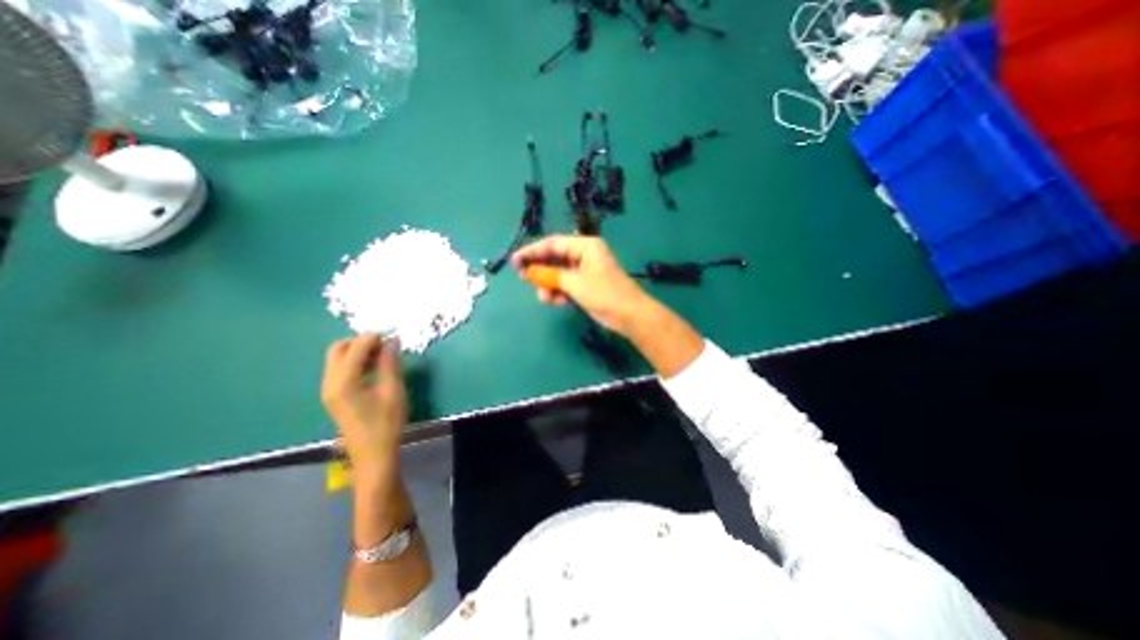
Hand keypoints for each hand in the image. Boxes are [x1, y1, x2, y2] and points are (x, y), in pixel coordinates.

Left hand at [317, 334, 406, 474]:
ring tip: (384, 356)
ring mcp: (329, 390)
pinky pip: (341, 370)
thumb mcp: (393, 390)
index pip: (354, 348)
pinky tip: (375, 369)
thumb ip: (390, 363)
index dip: (373, 337)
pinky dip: (356, 362)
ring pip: (338, 359)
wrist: (373, 454)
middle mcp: (330, 383)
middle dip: (361, 342)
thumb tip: (392, 340)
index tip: (392, 335)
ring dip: (359, 351)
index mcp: (343, 382)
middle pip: (338, 349)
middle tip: (385, 345)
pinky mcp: (334, 396)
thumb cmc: (386, 422)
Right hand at [514, 235, 648, 333]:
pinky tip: (558, 302)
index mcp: (585, 246)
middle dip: (541, 271)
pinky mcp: (585, 285)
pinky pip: (565, 285)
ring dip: (549, 285)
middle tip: (525, 280)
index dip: (532, 252)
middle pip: (554, 259)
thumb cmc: (604, 294)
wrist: (629, 316)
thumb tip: (528, 271)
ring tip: (546, 298)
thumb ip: (550, 275)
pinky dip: (559, 292)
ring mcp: (585, 271)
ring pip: (558, 274)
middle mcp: (584, 255)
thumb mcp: (574, 283)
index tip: (515, 261)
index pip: (553, 244)